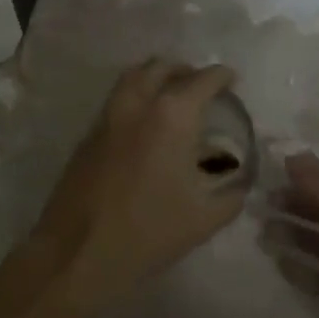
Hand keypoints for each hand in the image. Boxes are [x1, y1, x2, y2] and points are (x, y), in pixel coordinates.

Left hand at [30, 60, 246, 310]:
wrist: (79, 250)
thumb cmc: (149, 232)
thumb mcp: (204, 218)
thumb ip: (231, 193)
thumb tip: (239, 180)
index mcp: (171, 116)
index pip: (202, 80)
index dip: (221, 76)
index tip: (232, 79)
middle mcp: (138, 103)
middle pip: (162, 67)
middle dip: (186, 71)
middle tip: (202, 87)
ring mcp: (108, 115)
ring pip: (134, 76)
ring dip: (156, 76)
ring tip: (173, 96)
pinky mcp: (89, 132)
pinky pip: (117, 98)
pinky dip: (136, 96)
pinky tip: (146, 124)